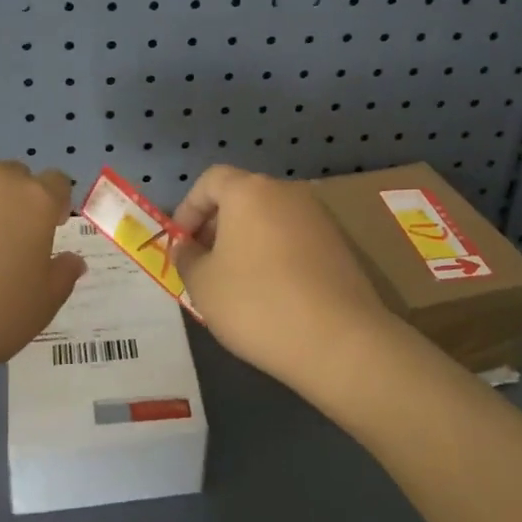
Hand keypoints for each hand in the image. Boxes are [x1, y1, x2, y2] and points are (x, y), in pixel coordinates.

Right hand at [170, 166, 397, 388]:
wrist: (339, 341)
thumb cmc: (257, 303)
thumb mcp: (203, 284)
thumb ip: (187, 257)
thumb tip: (187, 247)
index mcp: (250, 191)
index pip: (211, 180)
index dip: (188, 208)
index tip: (181, 244)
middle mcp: (287, 193)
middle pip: (242, 197)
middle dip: (217, 226)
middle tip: (204, 264)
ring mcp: (319, 217)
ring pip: (270, 219)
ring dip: (246, 242)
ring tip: (235, 283)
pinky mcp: (339, 245)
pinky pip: (294, 240)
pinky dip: (275, 255)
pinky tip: (271, 293)